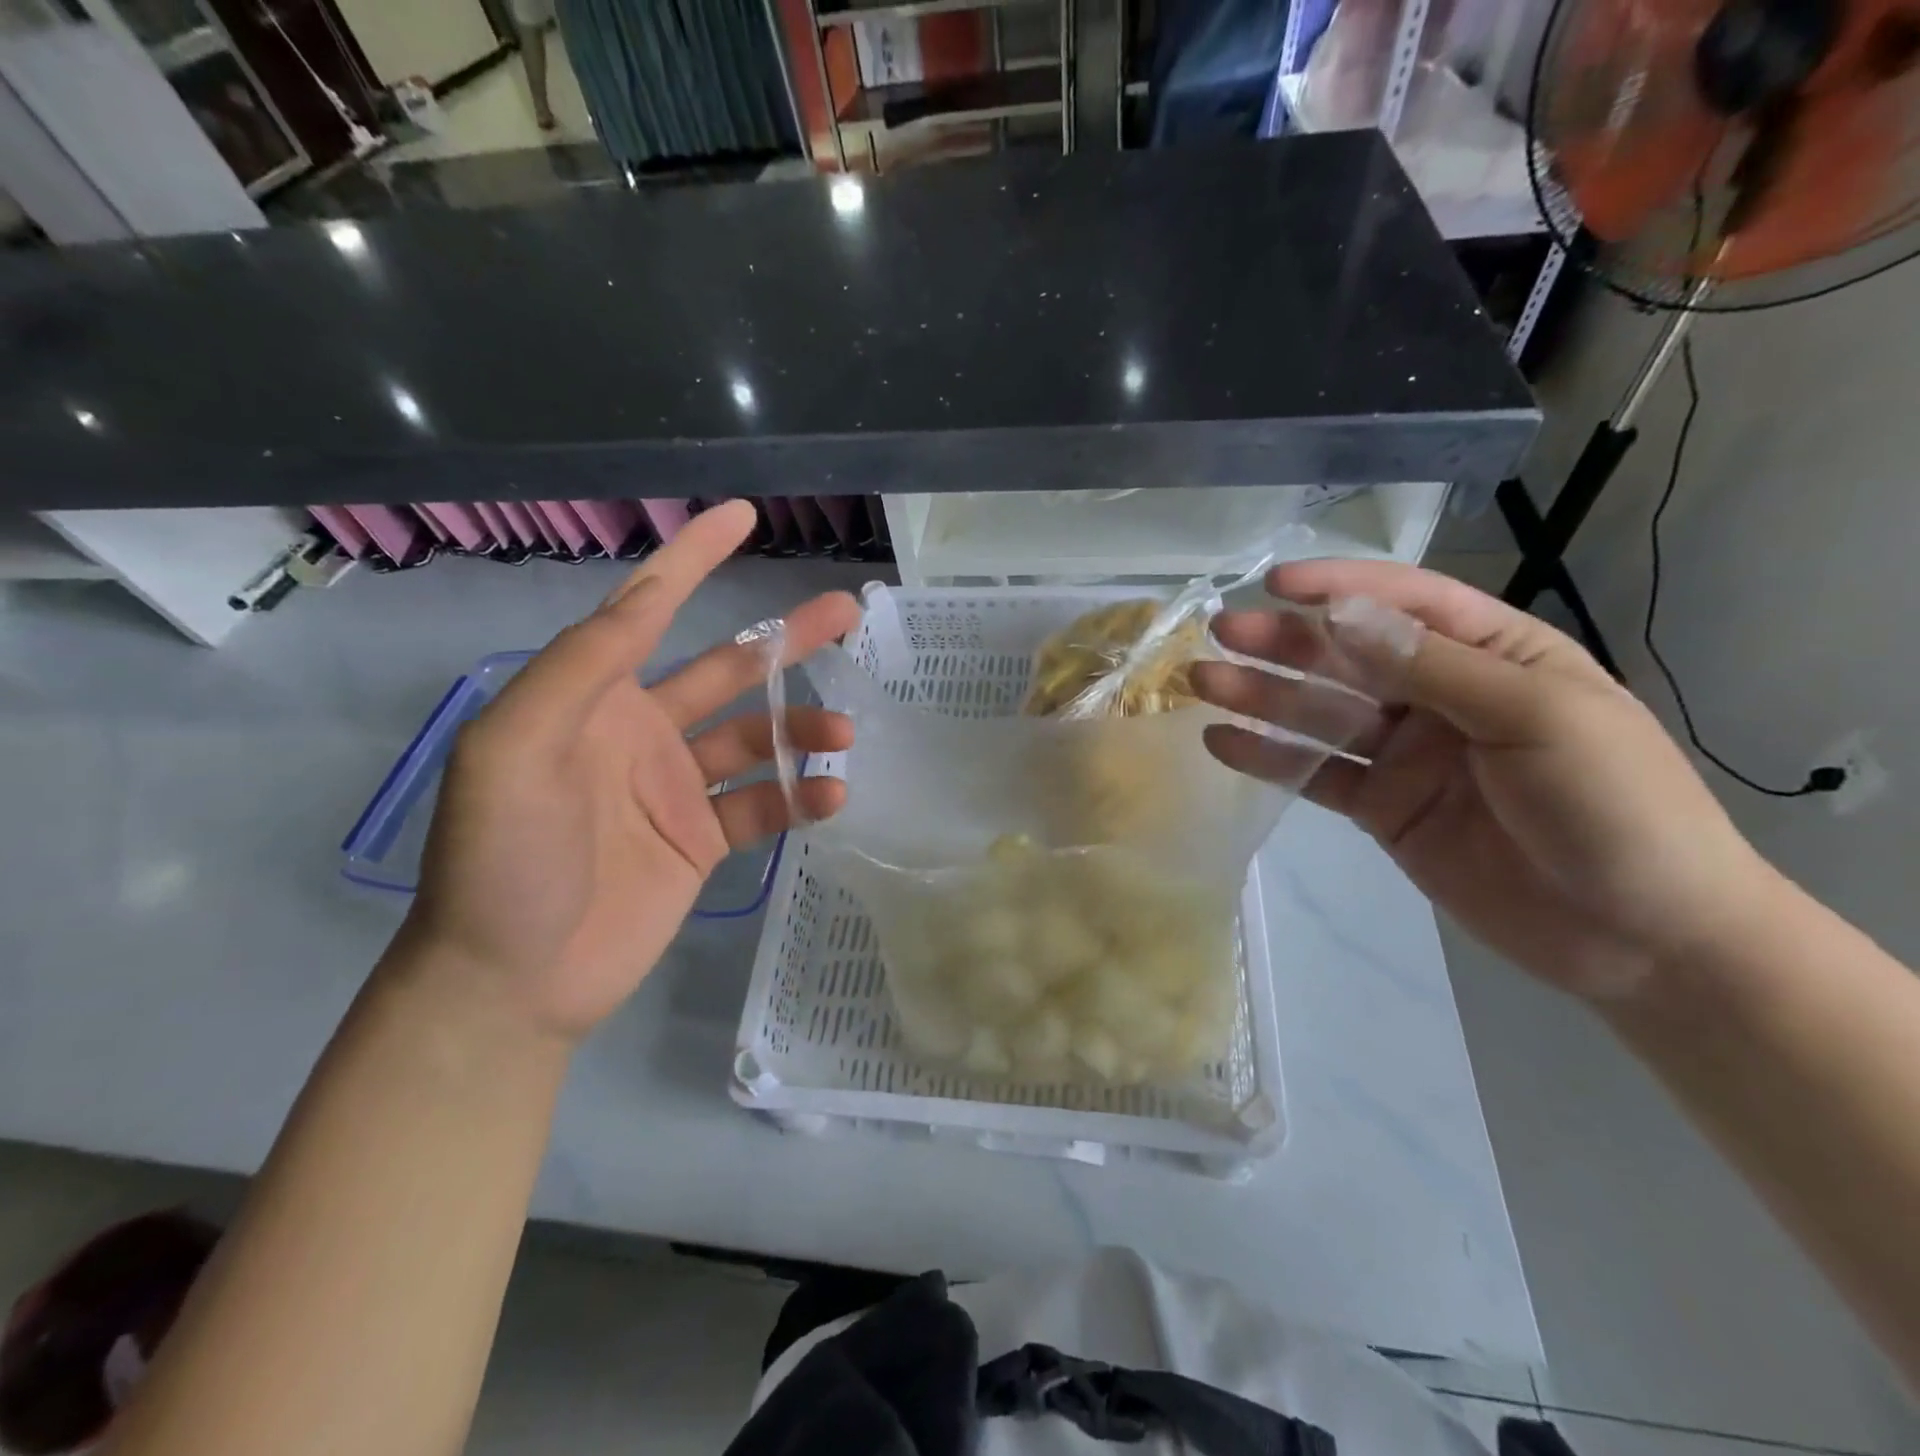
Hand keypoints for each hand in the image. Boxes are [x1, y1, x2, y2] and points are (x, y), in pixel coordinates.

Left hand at [403, 501, 858, 1040]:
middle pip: (729, 670)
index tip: (742, 516)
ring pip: (757, 739)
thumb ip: (578, 670)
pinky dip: (800, 795)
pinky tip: (830, 795)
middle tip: (844, 612)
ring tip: (843, 732)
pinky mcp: (703, 840)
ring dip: (803, 728)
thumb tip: (643, 602)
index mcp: (592, 698)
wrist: (513, 981)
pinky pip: (762, 805)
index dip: (694, 559)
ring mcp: (677, 788)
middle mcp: (641, 731)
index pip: (648, 609)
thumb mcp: (514, 749)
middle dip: (784, 640)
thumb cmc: (502, 859)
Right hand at [1189, 560, 1773, 999]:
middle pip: (1349, 657)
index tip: (1276, 584)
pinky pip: (1317, 775)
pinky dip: (1269, 759)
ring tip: (1203, 682)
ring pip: (1321, 715)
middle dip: (1285, 642)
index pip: (1406, 603)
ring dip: (1262, 696)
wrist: (1642, 937)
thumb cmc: (1616, 807)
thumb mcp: (1535, 718)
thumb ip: (1433, 667)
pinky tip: (1223, 742)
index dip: (1340, 587)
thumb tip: (1342, 615)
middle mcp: (1440, 696)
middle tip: (1221, 632)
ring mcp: (1406, 754)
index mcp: (1494, 655)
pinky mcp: (1382, 807)